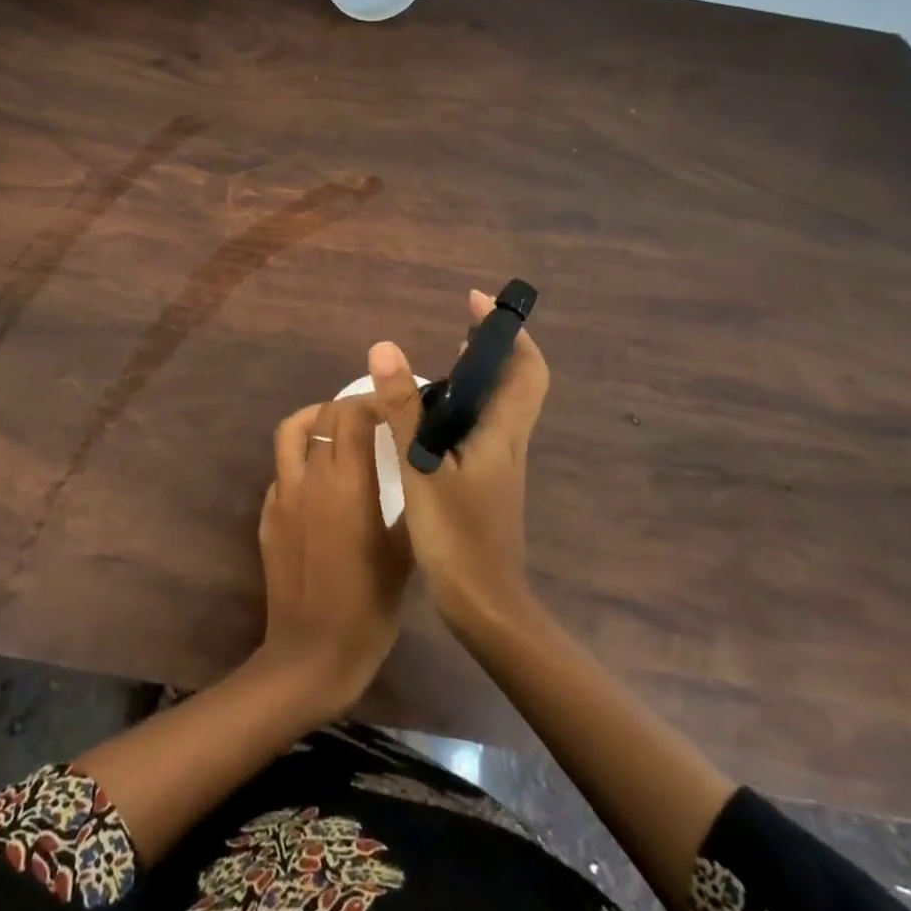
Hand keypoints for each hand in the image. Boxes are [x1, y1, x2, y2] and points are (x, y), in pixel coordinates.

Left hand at [256, 398, 411, 717]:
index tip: (396, 405)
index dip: (374, 400)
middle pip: (323, 416)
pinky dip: (302, 460)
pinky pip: (283, 470)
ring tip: (339, 431)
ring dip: (315, 420)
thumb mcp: (405, 556)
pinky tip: (322, 483)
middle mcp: (309, 478)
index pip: (352, 414)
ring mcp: (281, 495)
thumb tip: (418, 467)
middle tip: (376, 417)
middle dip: (350, 407)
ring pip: (290, 432)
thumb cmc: (368, 609)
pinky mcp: (267, 515)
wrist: (311, 656)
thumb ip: (411, 504)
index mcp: (346, 484)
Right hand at [368, 289, 549, 632]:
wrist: (485, 608)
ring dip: (481, 373)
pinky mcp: (487, 481)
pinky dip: (466, 404)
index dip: (508, 331)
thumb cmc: (457, 536)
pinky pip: (483, 425)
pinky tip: (432, 416)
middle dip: (496, 345)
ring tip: (443, 359)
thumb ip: (402, 409)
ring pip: (501, 404)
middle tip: (460, 323)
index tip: (476, 303)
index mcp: (501, 432)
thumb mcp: (420, 467)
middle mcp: (508, 441)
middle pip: (518, 381)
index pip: (525, 368)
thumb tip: (385, 347)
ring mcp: (501, 463)